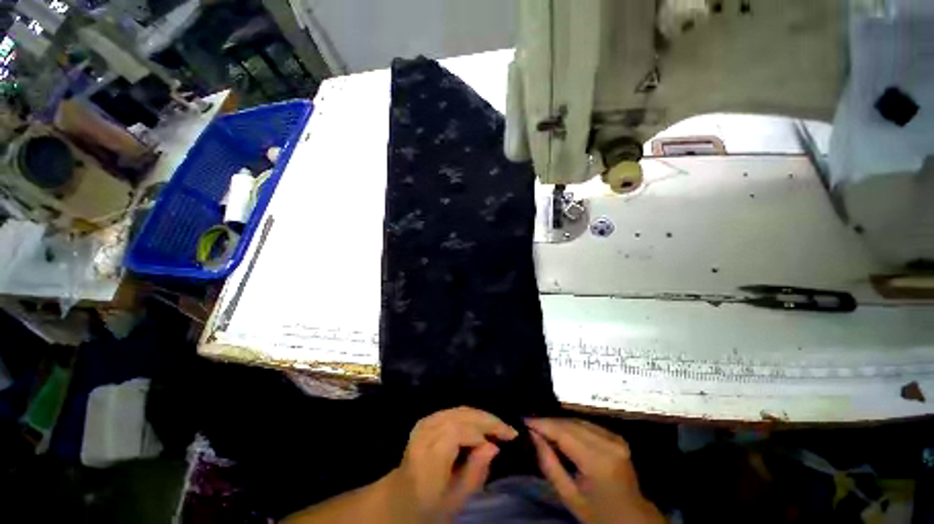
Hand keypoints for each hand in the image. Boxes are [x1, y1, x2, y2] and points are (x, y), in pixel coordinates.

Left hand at [385, 407, 517, 522]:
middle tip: (508, 430)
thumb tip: (493, 445)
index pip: (461, 430)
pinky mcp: (427, 419)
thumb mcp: (456, 500)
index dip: (485, 430)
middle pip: (461, 415)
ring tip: (498, 428)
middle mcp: (426, 432)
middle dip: (487, 419)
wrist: (399, 498)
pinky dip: (470, 416)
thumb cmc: (428, 506)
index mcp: (430, 454)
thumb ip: (475, 472)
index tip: (507, 438)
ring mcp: (425, 422)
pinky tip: (481, 425)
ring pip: (459, 410)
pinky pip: (454, 411)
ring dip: (481, 416)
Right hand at [527, 418, 663, 523]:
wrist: (633, 519)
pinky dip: (571, 425)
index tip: (524, 419)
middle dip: (549, 421)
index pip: (563, 432)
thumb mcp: (569, 496)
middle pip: (571, 423)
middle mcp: (608, 443)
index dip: (542, 423)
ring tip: (542, 426)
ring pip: (578, 420)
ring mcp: (615, 438)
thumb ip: (549, 463)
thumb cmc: (599, 514)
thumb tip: (533, 434)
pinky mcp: (616, 436)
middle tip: (530, 423)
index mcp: (598, 461)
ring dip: (559, 422)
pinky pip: (587, 424)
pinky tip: (560, 429)